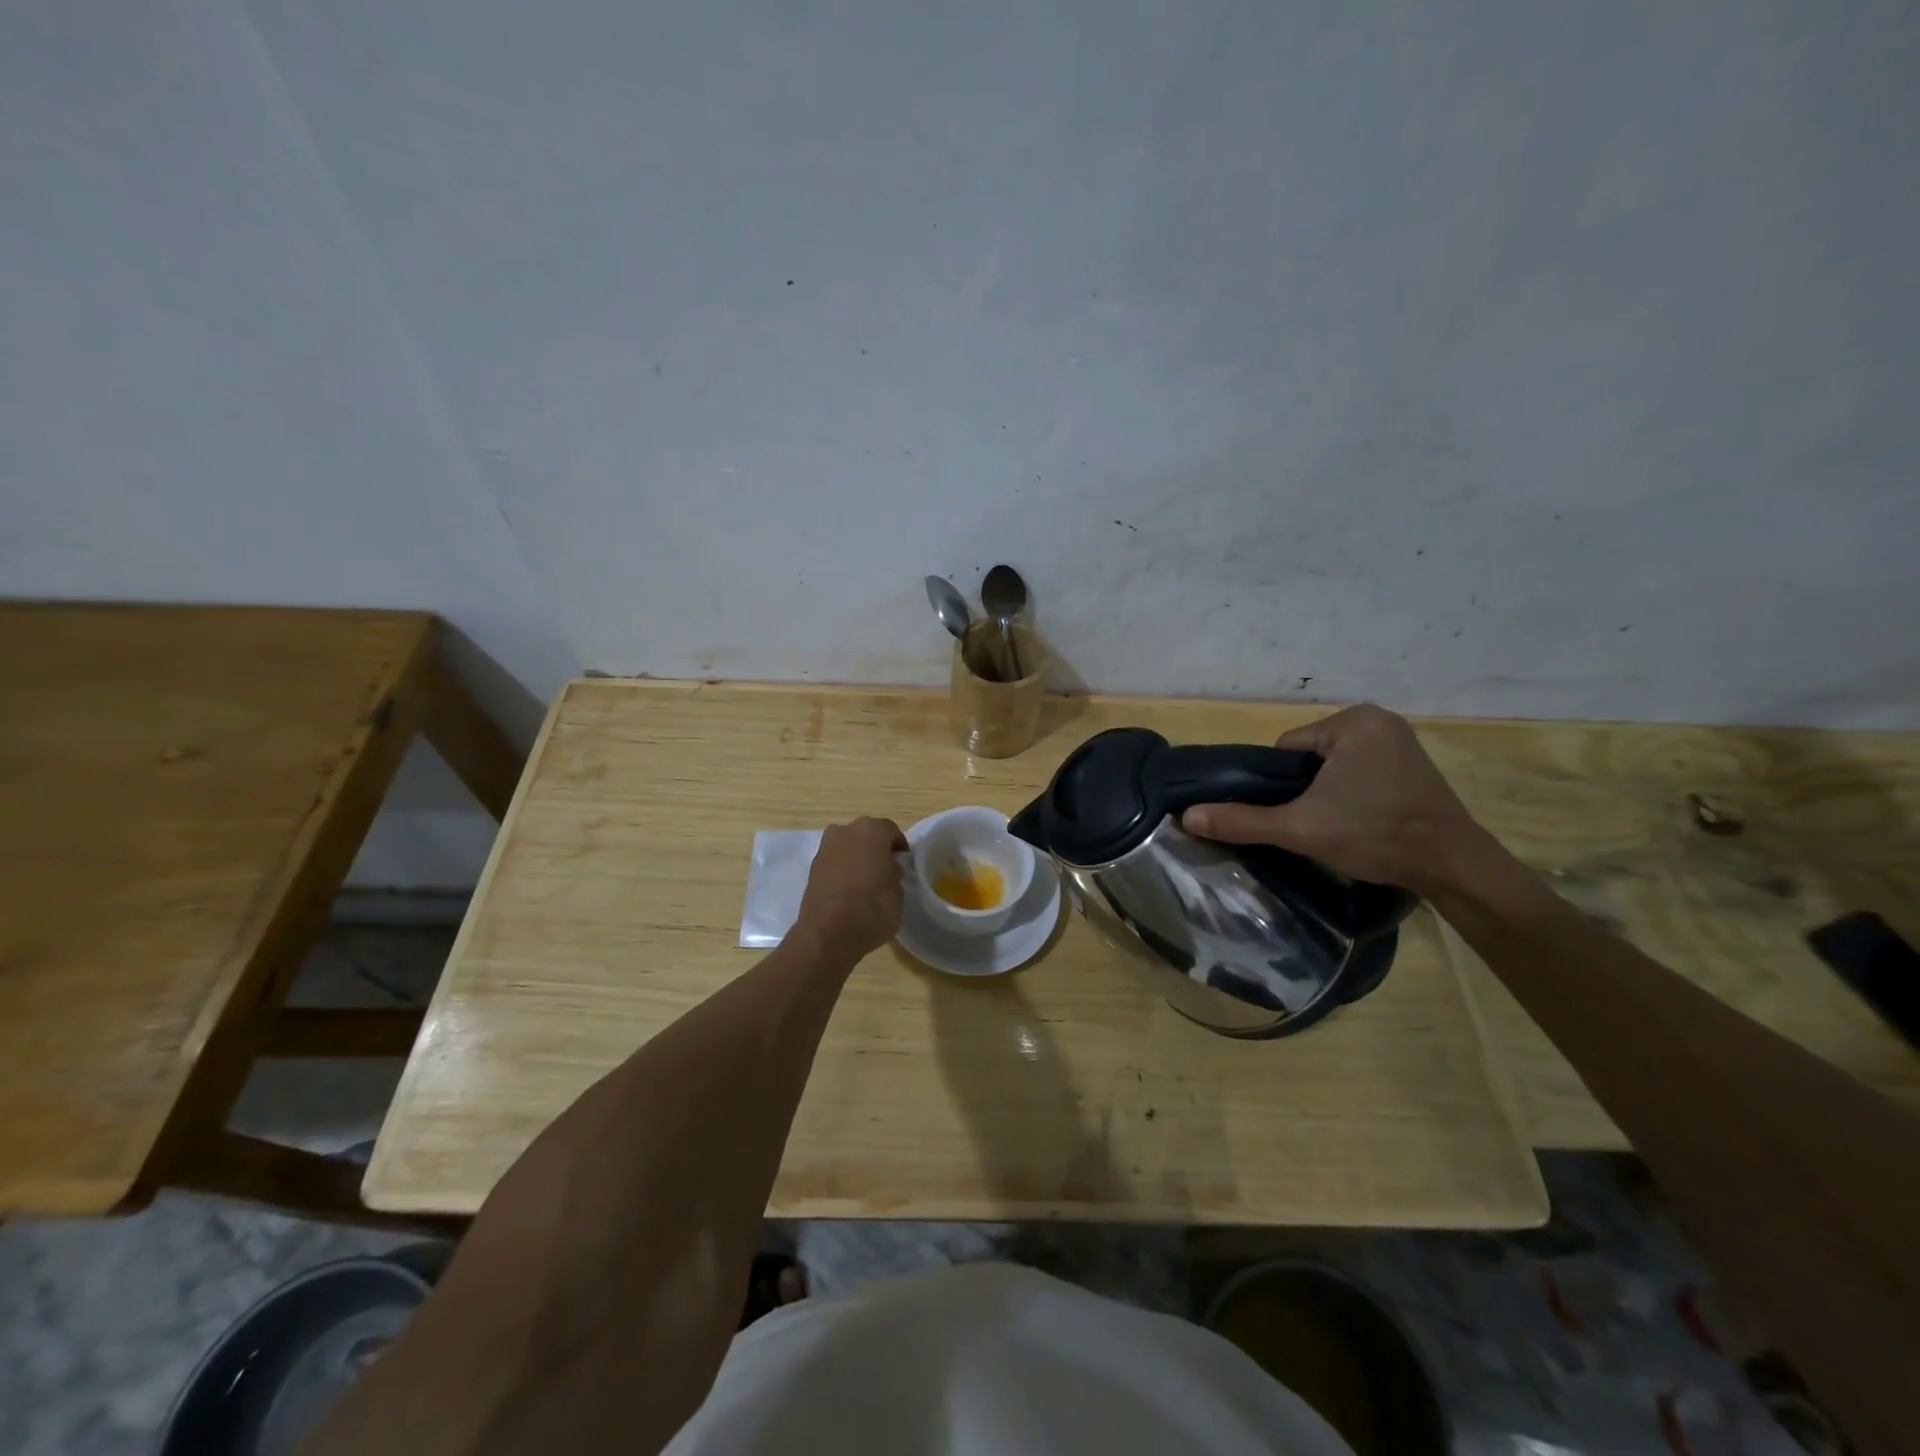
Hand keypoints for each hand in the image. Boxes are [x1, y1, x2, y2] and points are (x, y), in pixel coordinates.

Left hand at [795, 817, 907, 961]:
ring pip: (847, 847)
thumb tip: (887, 869)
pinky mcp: (811, 869)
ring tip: (866, 881)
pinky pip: (834, 863)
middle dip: (875, 848)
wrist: (830, 933)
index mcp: (871, 831)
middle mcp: (845, 832)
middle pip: (865, 834)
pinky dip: (842, 871)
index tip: (904, 862)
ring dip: (856, 858)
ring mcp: (825, 849)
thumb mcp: (898, 891)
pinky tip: (849, 890)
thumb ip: (894, 873)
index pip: (890, 831)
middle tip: (885, 869)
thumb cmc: (874, 908)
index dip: (899, 846)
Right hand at [1181, 705, 1481, 893]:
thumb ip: (1243, 820)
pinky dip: (1353, 795)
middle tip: (1315, 824)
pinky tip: (1360, 821)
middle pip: (1310, 758)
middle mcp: (1379, 720)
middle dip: (1305, 790)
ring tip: (1338, 827)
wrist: (1453, 867)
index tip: (1295, 815)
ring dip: (1328, 794)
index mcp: (1353, 721)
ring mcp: (1401, 742)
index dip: (1280, 785)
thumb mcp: (1301, 828)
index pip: (1287, 749)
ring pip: (1334, 768)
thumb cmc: (1375, 835)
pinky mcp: (1414, 765)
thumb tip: (1187, 816)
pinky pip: (1361, 773)